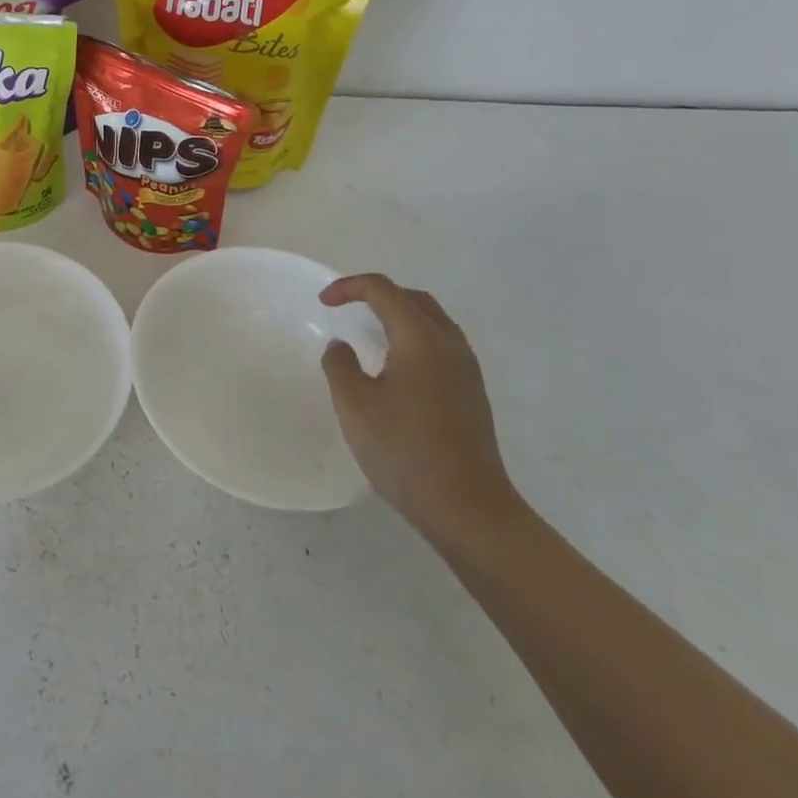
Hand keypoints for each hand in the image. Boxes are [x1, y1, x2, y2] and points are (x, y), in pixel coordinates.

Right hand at [320, 273, 516, 535]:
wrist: (469, 510)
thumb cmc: (405, 450)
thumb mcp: (354, 405)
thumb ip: (340, 365)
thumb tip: (342, 346)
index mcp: (420, 338)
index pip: (383, 290)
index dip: (349, 287)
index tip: (324, 303)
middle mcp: (449, 344)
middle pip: (413, 299)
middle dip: (377, 295)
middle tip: (348, 308)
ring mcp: (467, 370)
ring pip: (432, 321)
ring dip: (399, 315)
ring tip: (370, 333)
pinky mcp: (473, 394)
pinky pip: (442, 345)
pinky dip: (415, 338)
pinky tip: (397, 368)